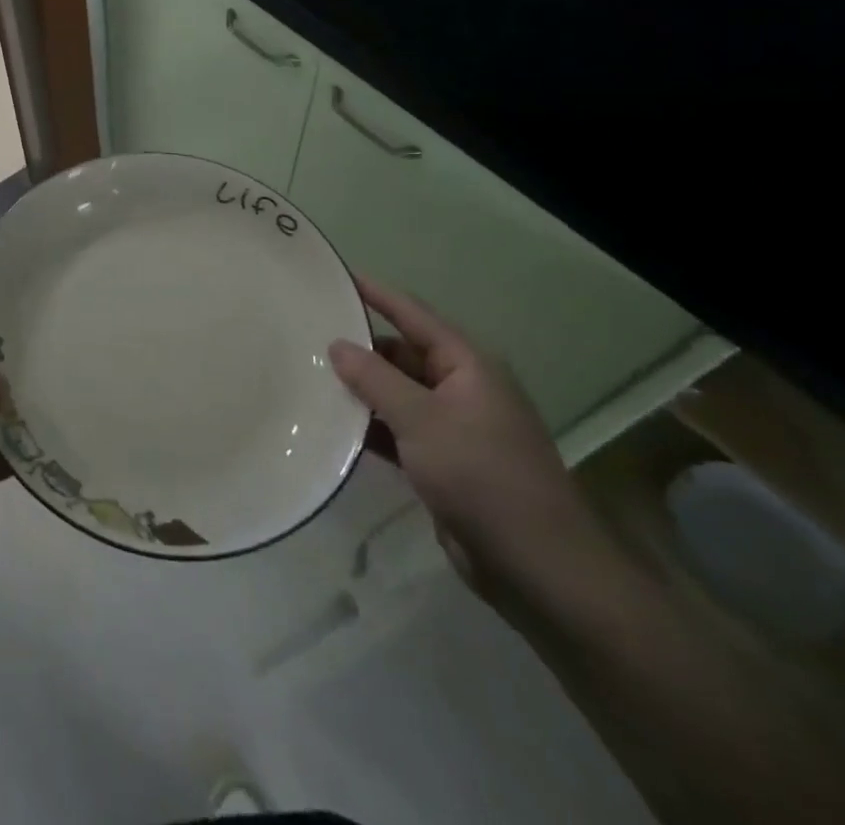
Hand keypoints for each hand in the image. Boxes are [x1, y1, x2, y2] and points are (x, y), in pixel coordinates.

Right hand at [330, 278, 605, 604]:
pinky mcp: (444, 463)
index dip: (376, 294)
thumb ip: (374, 378)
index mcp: (467, 366)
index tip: (337, 276)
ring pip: (397, 394)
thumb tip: (337, 345)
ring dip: (361, 390)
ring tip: (309, 376)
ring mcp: (454, 427)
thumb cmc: (481, 475)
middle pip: (402, 354)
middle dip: (360, 347)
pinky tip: (332, 426)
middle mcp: (462, 388)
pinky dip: (370, 426)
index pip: (413, 315)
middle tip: (307, 336)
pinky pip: (398, 430)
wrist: (537, 567)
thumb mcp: (421, 419)